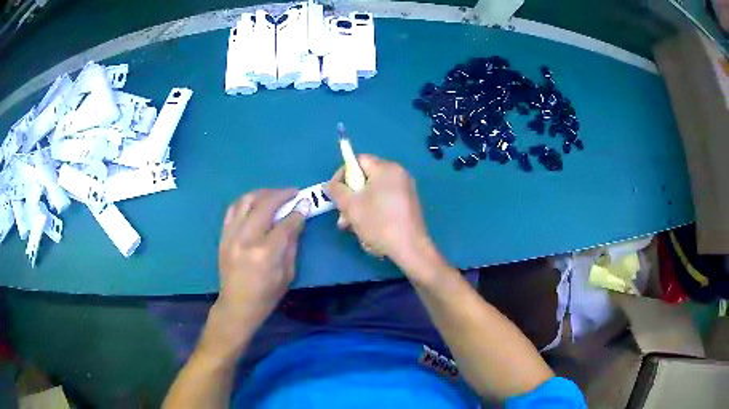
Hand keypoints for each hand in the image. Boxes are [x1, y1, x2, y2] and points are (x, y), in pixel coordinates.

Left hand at [206, 189, 309, 354]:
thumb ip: (292, 244)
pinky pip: (233, 209)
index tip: (305, 203)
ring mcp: (231, 235)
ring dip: (263, 193)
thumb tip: (298, 219)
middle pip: (265, 205)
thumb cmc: (266, 295)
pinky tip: (255, 202)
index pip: (285, 223)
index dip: (298, 211)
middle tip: (293, 193)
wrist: (236, 305)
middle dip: (282, 195)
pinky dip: (246, 201)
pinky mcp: (223, 235)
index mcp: (266, 252)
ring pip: (246, 201)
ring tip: (274, 195)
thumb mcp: (287, 273)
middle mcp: (247, 238)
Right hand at [327, 155, 443, 281]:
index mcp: (386, 168)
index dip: (342, 175)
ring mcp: (405, 190)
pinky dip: (373, 213)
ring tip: (352, 228)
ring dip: (359, 209)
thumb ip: (336, 191)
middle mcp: (398, 174)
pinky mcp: (408, 205)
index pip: (358, 161)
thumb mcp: (351, 206)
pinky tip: (368, 231)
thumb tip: (329, 185)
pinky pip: (384, 202)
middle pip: (365, 179)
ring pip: (373, 194)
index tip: (335, 194)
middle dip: (350, 197)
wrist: (410, 248)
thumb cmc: (379, 223)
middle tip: (342, 216)